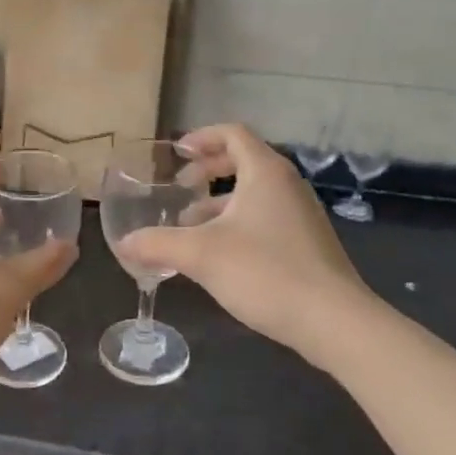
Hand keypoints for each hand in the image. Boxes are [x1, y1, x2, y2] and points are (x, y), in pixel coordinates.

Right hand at [118, 123, 372, 361]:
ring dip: (220, 201)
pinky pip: (266, 217)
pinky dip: (237, 222)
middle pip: (244, 160)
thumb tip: (122, 244)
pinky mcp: (307, 243)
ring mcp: (301, 214)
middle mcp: (287, 185)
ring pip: (254, 193)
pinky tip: (219, 255)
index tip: (176, 154)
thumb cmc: (265, 272)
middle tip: (181, 188)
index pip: (233, 133)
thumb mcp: (201, 255)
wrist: (333, 321)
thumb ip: (157, 244)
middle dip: (208, 170)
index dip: (201, 137)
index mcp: (265, 172)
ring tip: (190, 227)